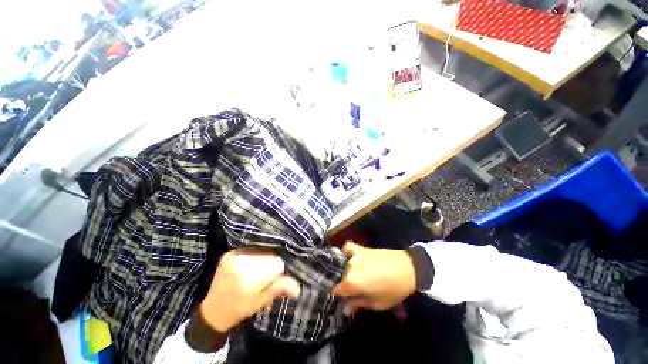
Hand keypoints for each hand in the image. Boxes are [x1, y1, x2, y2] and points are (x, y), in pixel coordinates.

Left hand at [199, 249, 299, 331]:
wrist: (213, 310)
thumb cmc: (240, 309)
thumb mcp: (261, 302)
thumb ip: (279, 289)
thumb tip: (298, 288)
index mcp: (249, 278)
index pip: (277, 263)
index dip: (279, 270)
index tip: (275, 278)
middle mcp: (241, 262)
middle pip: (270, 254)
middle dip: (271, 263)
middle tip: (265, 276)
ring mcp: (234, 255)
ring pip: (261, 250)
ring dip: (264, 257)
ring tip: (258, 269)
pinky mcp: (230, 252)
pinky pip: (251, 248)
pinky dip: (255, 254)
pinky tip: (251, 263)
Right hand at [332, 242, 415, 313]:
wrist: (407, 269)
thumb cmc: (393, 290)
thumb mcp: (377, 303)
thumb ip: (358, 304)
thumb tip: (345, 309)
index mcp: (351, 282)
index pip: (335, 289)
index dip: (338, 296)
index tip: (343, 299)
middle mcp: (349, 266)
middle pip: (338, 276)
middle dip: (342, 284)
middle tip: (351, 290)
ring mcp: (354, 255)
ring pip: (341, 263)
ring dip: (343, 270)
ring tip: (351, 275)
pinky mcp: (360, 248)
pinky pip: (348, 247)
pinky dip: (346, 252)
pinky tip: (350, 257)